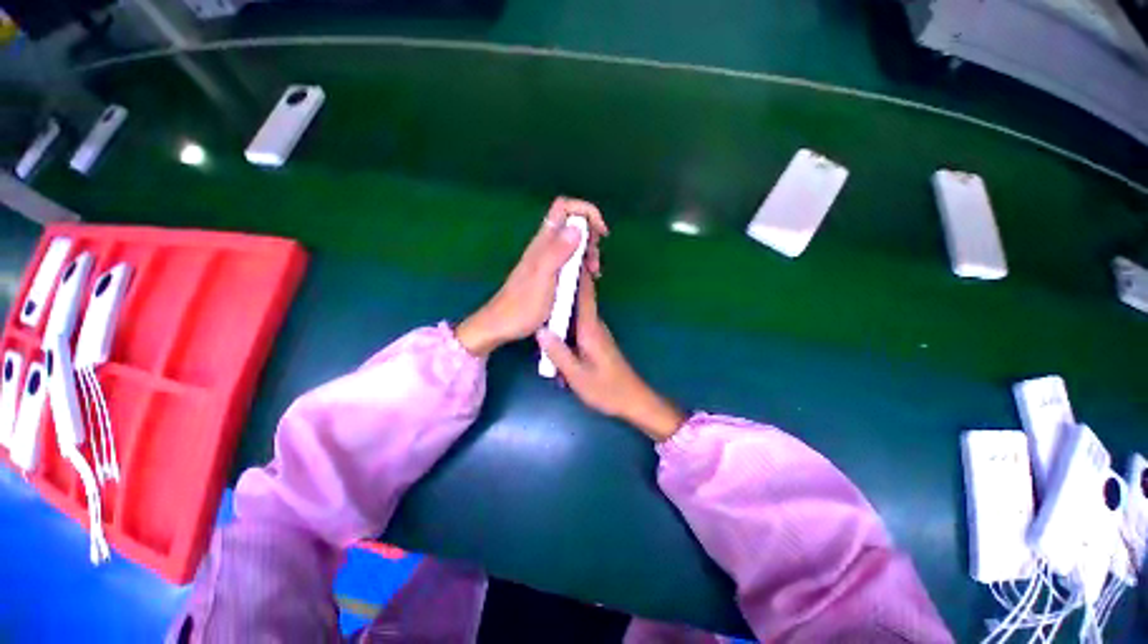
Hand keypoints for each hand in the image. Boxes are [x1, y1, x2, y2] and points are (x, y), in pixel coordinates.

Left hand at [456, 197, 608, 355]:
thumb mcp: (543, 278)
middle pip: (573, 223)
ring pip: (574, 242)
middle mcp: (546, 246)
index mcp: (544, 242)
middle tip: (595, 261)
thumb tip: (577, 228)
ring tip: (594, 273)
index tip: (601, 233)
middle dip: (591, 236)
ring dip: (589, 252)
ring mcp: (547, 259)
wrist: (502, 324)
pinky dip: (582, 264)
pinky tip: (586, 278)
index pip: (564, 207)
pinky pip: (570, 258)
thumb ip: (557, 252)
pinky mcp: (549, 272)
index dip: (586, 211)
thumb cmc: (523, 305)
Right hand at [536, 270, 685, 441]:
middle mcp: (593, 325)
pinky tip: (551, 323)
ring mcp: (594, 332)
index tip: (565, 254)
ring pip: (576, 311)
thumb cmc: (606, 389)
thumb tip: (541, 330)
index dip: (575, 273)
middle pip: (578, 297)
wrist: (632, 399)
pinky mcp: (594, 340)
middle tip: (543, 270)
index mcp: (590, 329)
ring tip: (542, 290)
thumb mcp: (578, 376)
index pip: (583, 294)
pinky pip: (576, 324)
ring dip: (562, 301)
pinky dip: (565, 319)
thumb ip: (559, 353)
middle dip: (563, 282)